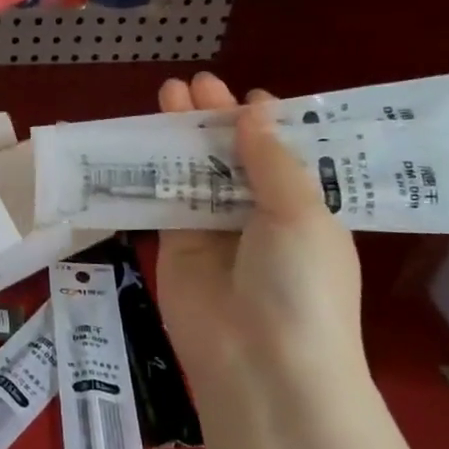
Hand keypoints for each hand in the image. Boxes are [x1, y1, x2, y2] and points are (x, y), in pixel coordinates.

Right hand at [154, 73, 364, 389]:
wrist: (260, 365)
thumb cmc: (300, 284)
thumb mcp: (301, 213)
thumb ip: (270, 158)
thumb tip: (255, 107)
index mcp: (305, 209)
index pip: (284, 156)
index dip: (267, 124)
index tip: (249, 95)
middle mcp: (260, 217)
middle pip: (234, 157)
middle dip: (217, 120)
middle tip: (196, 83)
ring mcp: (215, 232)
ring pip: (196, 172)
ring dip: (182, 136)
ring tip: (167, 93)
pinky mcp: (176, 246)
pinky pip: (165, 198)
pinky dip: (154, 169)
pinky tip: (142, 137)